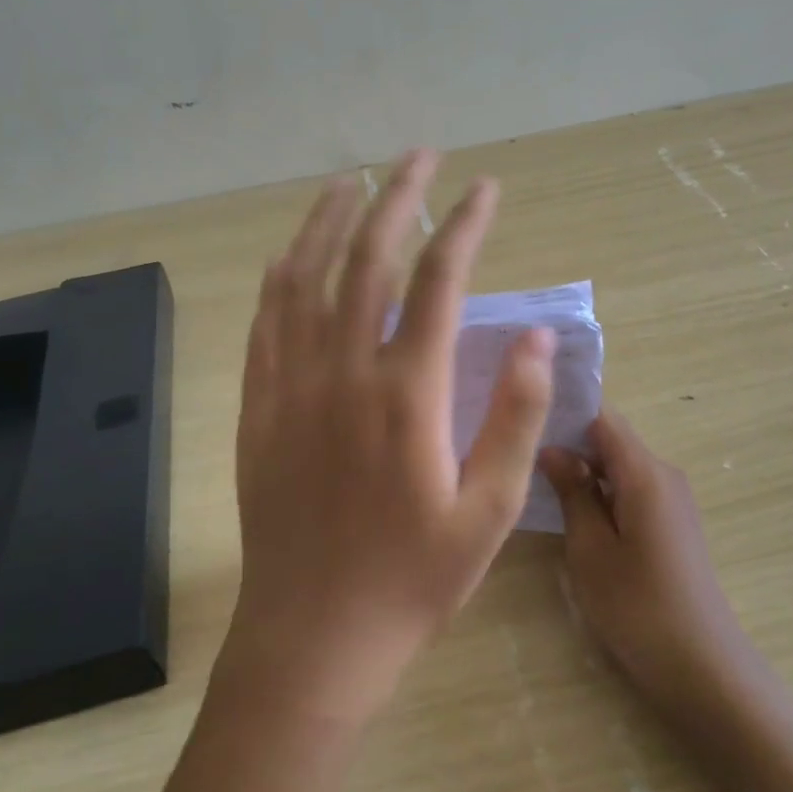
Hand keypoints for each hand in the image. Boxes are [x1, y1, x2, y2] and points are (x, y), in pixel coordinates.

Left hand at [226, 150, 556, 721]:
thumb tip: (534, 338)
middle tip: (420, 156)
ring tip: (353, 179)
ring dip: (330, 219)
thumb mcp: (488, 511)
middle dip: (397, 197)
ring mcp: (290, 384)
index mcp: (406, 394)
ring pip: (305, 275)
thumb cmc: (412, 581)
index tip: (485, 187)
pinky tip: (294, 251)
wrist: (313, 635)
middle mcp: (342, 372)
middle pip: (368, 258)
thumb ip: (513, 417)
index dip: (464, 224)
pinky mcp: (258, 405)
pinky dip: (281, 273)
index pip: (438, 280)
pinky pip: (265, 319)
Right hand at [540, 410, 756, 715]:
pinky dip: (601, 492)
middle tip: (519, 452)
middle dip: (567, 442)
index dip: (564, 412)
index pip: (602, 417)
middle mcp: (663, 474)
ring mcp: (671, 499)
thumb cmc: (638, 607)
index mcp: (645, 472)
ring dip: (583, 470)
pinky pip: (630, 489)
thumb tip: (551, 448)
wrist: (704, 668)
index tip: (525, 418)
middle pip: (610, 439)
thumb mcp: (591, 549)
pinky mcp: (671, 523)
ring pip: (618, 465)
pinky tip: (571, 510)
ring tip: (535, 478)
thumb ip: (573, 491)